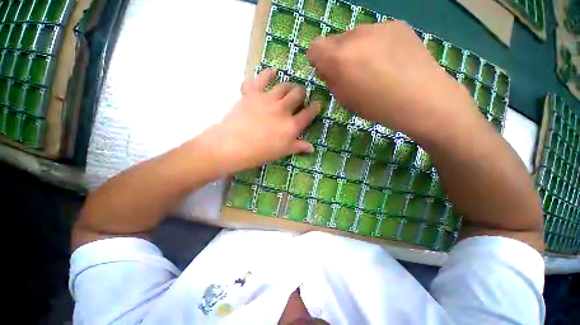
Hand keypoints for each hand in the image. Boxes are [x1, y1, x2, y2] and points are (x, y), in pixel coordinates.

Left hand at [201, 69, 319, 173]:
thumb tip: (312, 148)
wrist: (232, 146)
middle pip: (298, 94)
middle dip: (302, 93)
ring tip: (289, 87)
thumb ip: (298, 147)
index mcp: (292, 125)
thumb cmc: (260, 153)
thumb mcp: (282, 152)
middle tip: (300, 96)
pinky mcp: (252, 93)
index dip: (315, 108)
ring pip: (284, 85)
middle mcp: (283, 109)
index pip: (309, 113)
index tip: (317, 105)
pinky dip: (267, 73)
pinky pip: (261, 78)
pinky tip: (272, 72)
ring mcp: (268, 99)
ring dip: (289, 85)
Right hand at [307, 21, 478, 141]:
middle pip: (334, 40)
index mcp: (339, 57)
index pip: (315, 47)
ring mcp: (378, 26)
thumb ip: (331, 80)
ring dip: (357, 50)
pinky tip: (390, 60)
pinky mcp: (397, 25)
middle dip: (338, 55)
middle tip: (353, 73)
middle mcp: (355, 35)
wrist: (422, 99)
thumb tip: (327, 68)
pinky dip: (376, 45)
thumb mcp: (345, 99)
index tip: (328, 72)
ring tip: (375, 68)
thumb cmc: (377, 106)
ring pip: (355, 36)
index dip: (318, 60)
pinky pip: (376, 33)